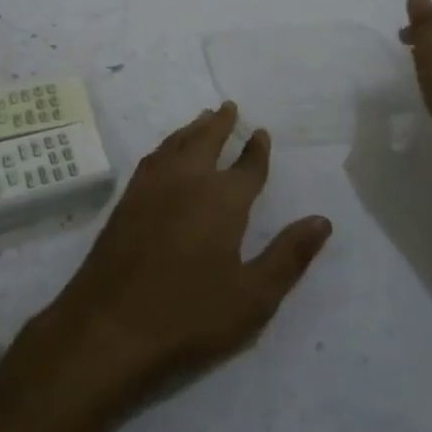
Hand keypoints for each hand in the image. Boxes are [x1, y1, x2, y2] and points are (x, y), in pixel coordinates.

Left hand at [27, 103, 331, 416]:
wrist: (109, 325)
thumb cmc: (189, 315)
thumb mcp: (253, 296)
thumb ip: (289, 256)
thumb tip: (322, 220)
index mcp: (223, 199)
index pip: (247, 166)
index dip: (257, 150)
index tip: (262, 133)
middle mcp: (188, 180)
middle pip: (206, 140)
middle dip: (221, 123)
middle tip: (229, 106)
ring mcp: (152, 186)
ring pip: (176, 143)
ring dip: (193, 128)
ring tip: (202, 119)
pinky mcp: (127, 200)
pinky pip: (154, 157)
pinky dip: (167, 144)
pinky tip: (165, 152)